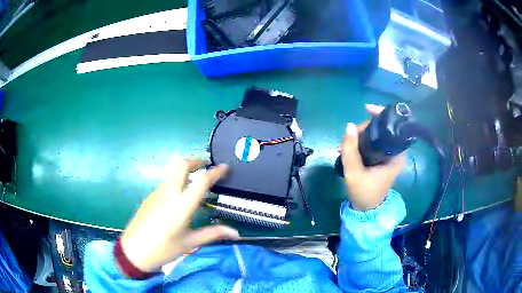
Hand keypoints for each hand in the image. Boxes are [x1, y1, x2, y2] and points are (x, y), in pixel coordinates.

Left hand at [120, 159, 239, 272]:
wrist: (134, 251)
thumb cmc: (164, 249)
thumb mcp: (190, 243)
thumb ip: (213, 234)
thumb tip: (235, 233)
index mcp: (182, 205)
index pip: (201, 181)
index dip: (215, 172)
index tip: (224, 167)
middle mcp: (169, 193)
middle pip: (182, 165)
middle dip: (196, 161)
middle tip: (207, 165)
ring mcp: (157, 193)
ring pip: (172, 172)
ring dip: (185, 170)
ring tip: (195, 180)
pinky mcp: (149, 197)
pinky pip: (166, 182)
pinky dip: (176, 181)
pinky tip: (178, 197)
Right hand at [341, 104, 405, 210]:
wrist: (366, 210)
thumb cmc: (364, 193)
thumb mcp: (354, 173)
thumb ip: (350, 149)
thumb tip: (348, 125)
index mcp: (396, 155)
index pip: (394, 126)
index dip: (381, 114)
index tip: (366, 109)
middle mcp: (396, 152)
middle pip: (382, 129)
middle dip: (364, 129)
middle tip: (347, 139)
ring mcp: (389, 155)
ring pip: (376, 135)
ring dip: (360, 136)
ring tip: (344, 146)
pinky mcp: (383, 159)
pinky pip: (373, 143)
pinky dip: (362, 142)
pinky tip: (349, 148)